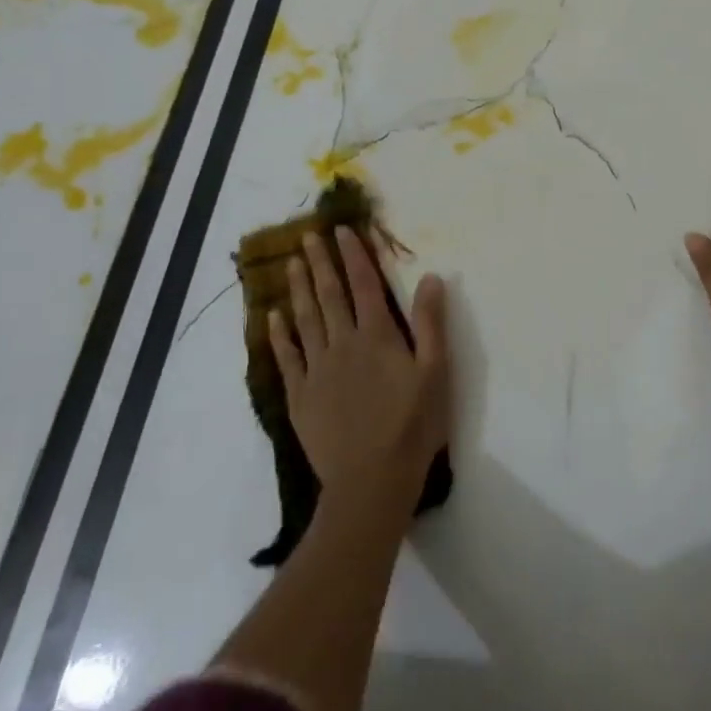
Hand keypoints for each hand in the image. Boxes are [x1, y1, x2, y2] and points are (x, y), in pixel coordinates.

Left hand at [269, 227, 451, 512]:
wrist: (372, 480)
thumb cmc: (413, 425)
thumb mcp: (436, 372)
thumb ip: (431, 323)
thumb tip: (430, 277)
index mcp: (378, 336)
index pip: (365, 285)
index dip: (355, 256)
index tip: (343, 230)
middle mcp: (343, 344)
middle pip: (330, 296)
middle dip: (320, 263)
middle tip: (308, 236)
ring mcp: (317, 370)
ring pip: (305, 320)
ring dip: (298, 289)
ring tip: (291, 263)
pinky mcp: (301, 396)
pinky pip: (287, 358)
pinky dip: (280, 335)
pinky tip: (273, 317)